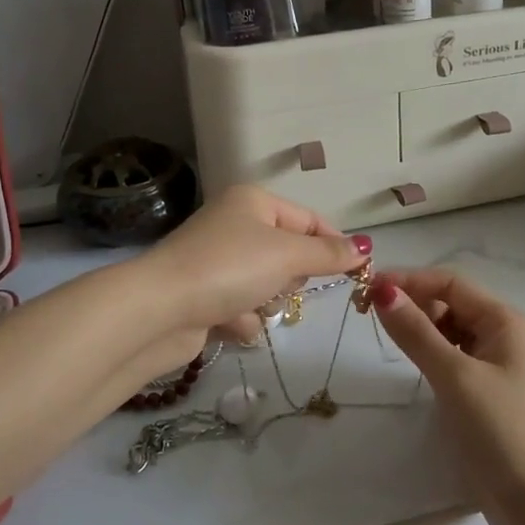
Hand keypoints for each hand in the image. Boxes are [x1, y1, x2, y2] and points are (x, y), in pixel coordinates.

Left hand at [138, 186, 366, 346]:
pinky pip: (242, 308)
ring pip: (268, 285)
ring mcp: (216, 261)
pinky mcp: (204, 295)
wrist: (159, 310)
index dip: (333, 245)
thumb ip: (329, 254)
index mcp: (253, 202)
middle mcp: (234, 225)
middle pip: (289, 254)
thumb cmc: (229, 268)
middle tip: (281, 284)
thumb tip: (366, 248)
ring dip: (265, 302)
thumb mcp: (287, 255)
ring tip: (247, 306)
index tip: (357, 272)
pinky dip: (240, 319)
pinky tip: (226, 322)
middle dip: (290, 277)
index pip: (310, 219)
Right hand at [369, 268, 524, 524]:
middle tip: (367, 314)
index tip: (368, 288)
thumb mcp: (454, 377)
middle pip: (451, 302)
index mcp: (505, 321)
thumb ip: (417, 332)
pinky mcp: (487, 390)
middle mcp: (504, 334)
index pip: (451, 283)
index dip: (409, 280)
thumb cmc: (500, 431)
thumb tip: (383, 291)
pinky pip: (453, 356)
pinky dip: (430, 351)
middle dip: (412, 302)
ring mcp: (497, 363)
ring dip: (419, 327)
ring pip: (450, 330)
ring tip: (384, 334)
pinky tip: (411, 362)